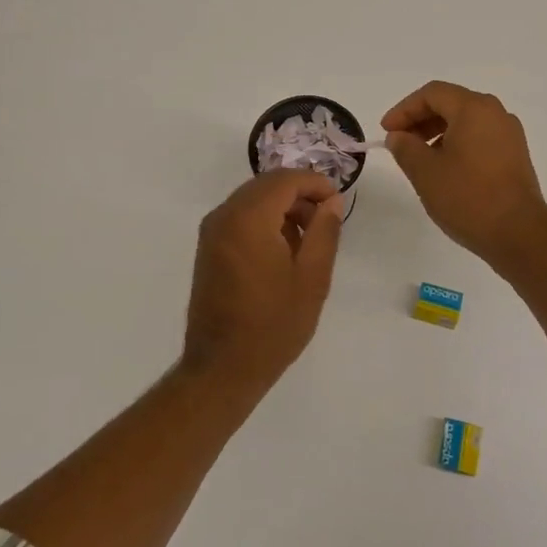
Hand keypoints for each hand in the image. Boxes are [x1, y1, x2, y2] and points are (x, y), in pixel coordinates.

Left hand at [182, 169, 345, 390]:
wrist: (222, 367)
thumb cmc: (273, 324)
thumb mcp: (312, 278)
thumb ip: (324, 232)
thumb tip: (331, 201)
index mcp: (249, 218)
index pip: (285, 180)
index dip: (316, 183)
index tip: (338, 202)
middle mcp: (224, 215)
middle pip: (267, 185)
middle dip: (299, 194)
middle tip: (326, 221)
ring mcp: (211, 231)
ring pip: (252, 199)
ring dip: (282, 207)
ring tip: (308, 240)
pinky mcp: (208, 248)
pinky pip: (240, 217)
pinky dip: (264, 220)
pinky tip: (283, 251)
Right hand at [382, 81, 546, 266]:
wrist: (519, 234)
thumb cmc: (468, 197)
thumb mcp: (425, 172)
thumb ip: (405, 147)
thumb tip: (398, 136)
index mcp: (474, 109)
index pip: (432, 94)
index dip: (404, 109)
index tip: (386, 131)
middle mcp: (496, 114)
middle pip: (451, 103)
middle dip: (420, 120)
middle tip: (399, 142)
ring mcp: (509, 135)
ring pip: (466, 121)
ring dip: (437, 133)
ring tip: (418, 158)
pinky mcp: (515, 156)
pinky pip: (479, 137)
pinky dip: (456, 144)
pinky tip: (444, 169)